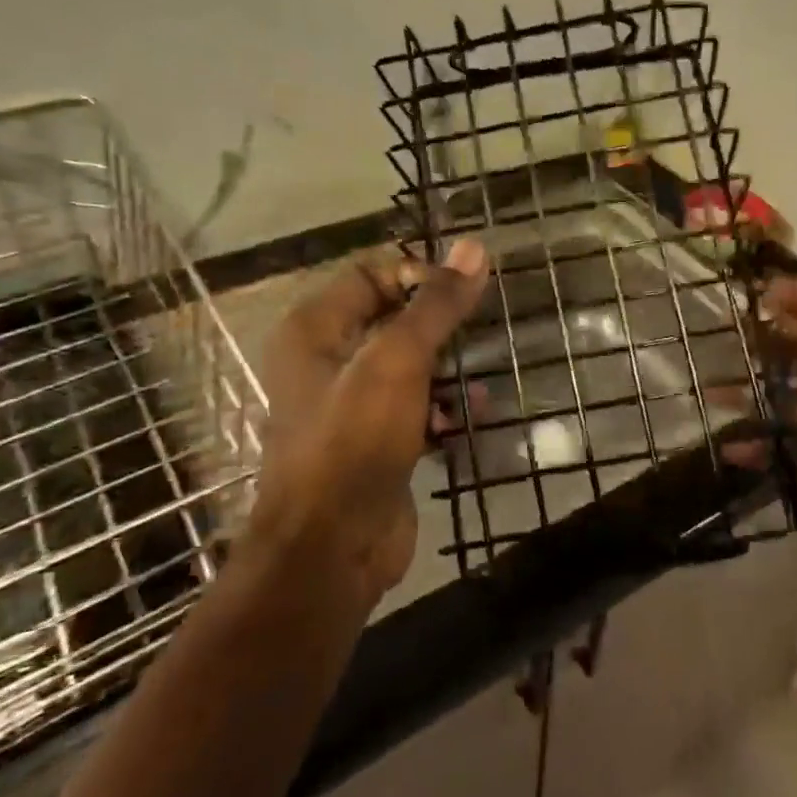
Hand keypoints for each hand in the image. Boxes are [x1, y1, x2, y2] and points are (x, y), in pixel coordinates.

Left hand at [246, 239, 490, 607]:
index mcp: (314, 330)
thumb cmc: (354, 440)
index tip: (466, 287)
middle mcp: (326, 360)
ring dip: (447, 369)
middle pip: (392, 319)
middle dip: (439, 324)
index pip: (371, 274)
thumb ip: (436, 306)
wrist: (332, 548)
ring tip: (478, 379)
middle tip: (482, 325)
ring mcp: (351, 405)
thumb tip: (473, 248)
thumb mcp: (397, 362)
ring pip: (409, 366)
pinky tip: (472, 416)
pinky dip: (443, 408)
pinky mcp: (376, 443)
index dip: (418, 274)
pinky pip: (415, 408)